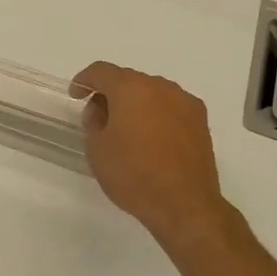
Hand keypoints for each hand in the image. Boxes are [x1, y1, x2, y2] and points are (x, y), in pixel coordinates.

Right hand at [72, 62, 230, 249]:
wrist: (184, 204)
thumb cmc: (133, 174)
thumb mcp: (97, 149)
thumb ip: (93, 121)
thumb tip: (100, 109)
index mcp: (130, 89)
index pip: (102, 71)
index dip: (84, 80)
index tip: (76, 95)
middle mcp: (160, 87)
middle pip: (128, 79)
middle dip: (111, 92)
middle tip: (99, 116)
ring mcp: (184, 102)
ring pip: (152, 92)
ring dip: (136, 103)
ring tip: (127, 129)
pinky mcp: (201, 121)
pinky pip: (171, 107)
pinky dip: (157, 114)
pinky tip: (152, 138)